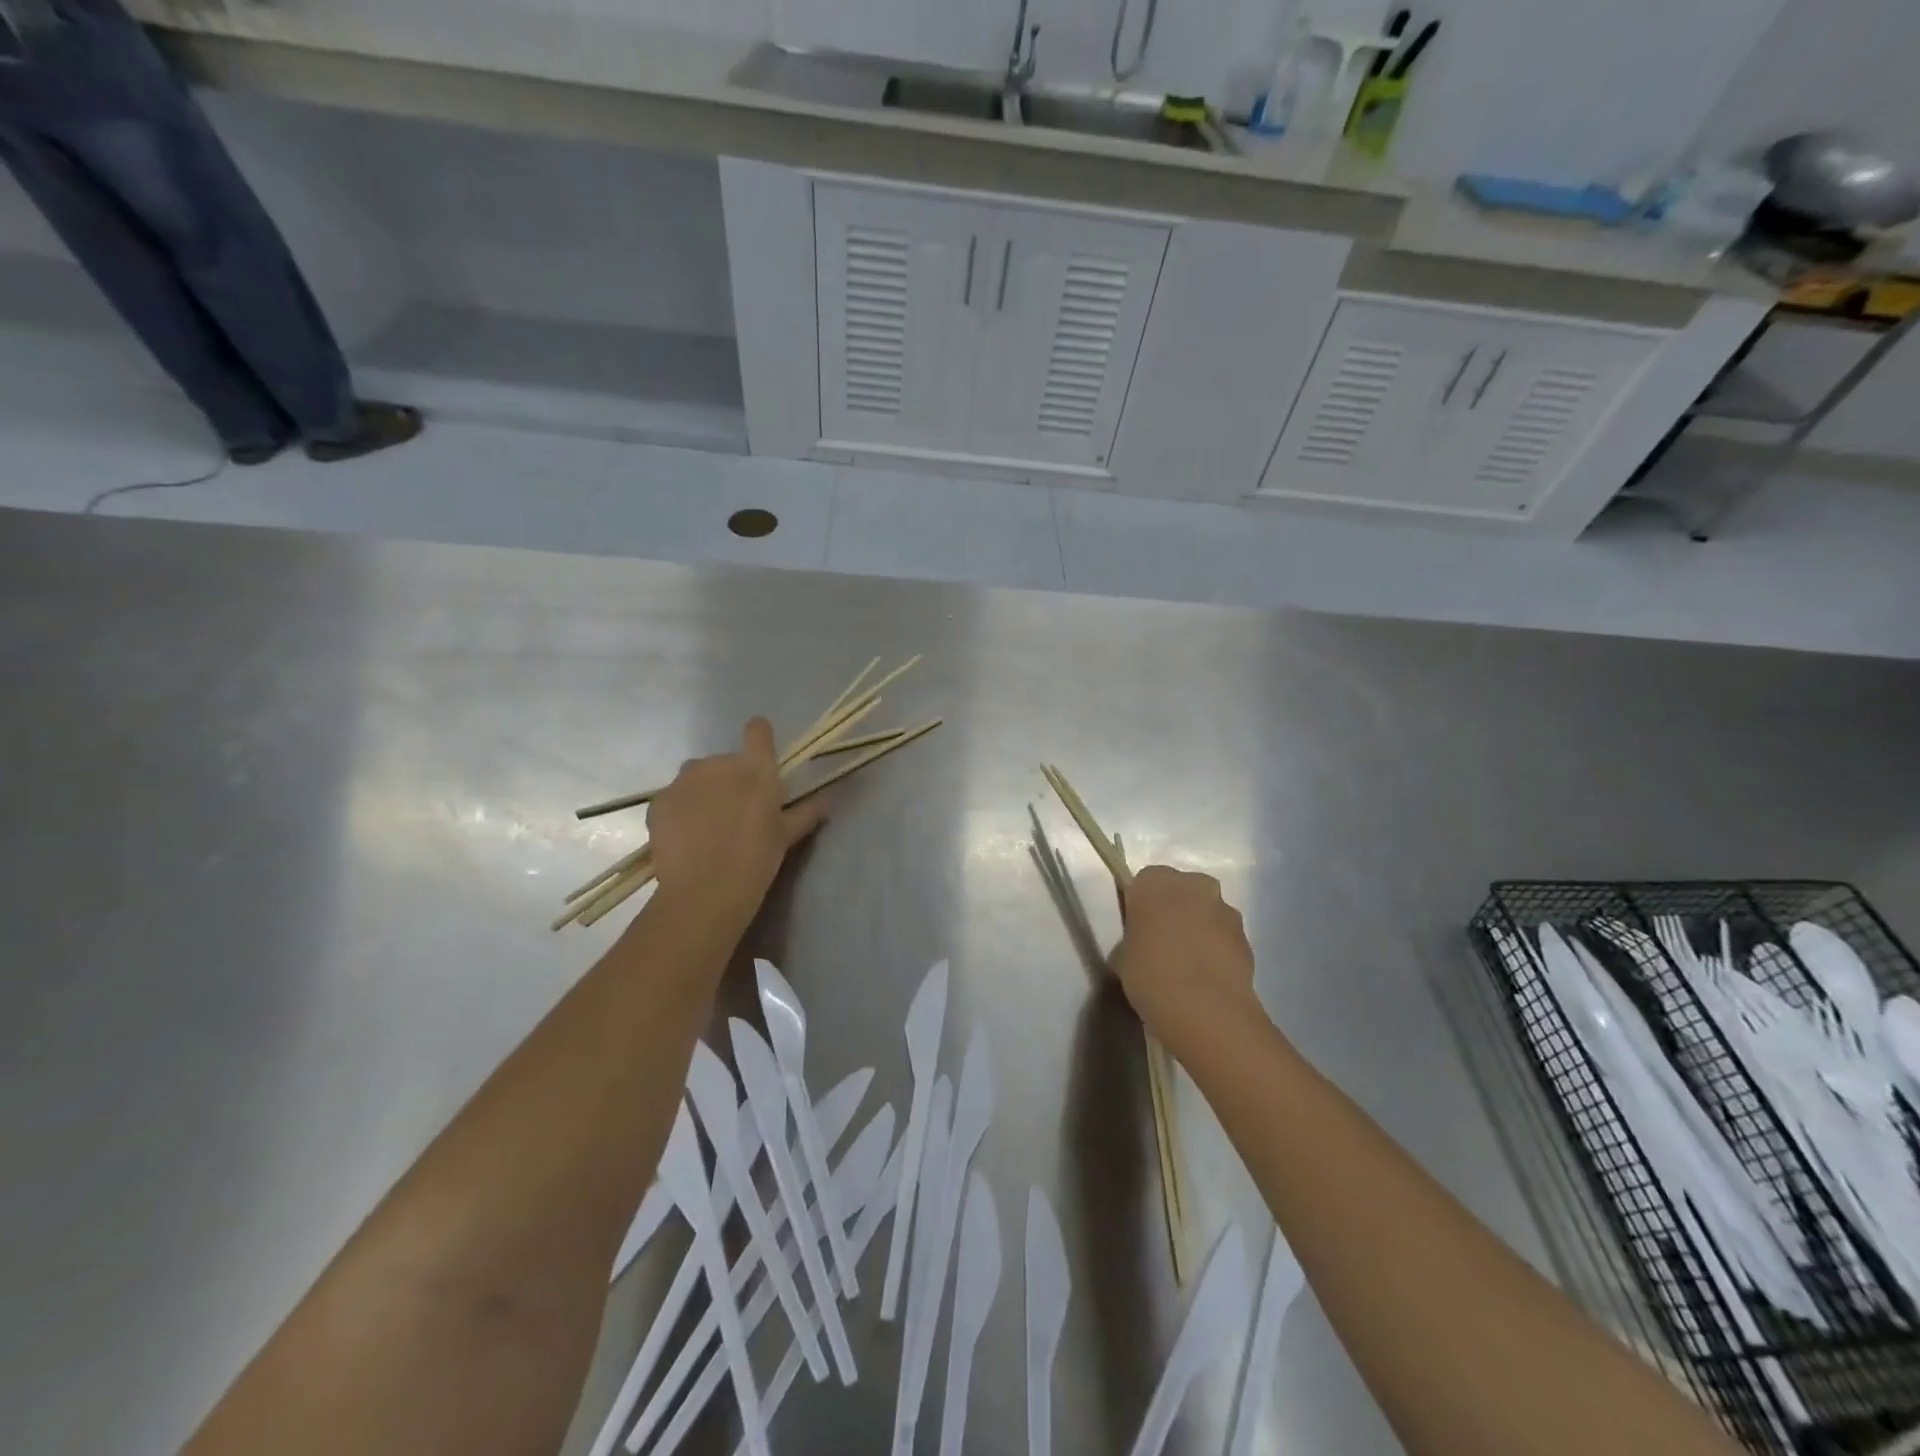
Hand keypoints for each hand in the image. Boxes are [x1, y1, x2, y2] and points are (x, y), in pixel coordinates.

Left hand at [645, 717, 826, 920]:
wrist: (705, 890)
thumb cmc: (756, 858)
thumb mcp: (787, 836)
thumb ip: (806, 812)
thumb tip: (826, 801)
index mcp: (755, 767)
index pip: (758, 730)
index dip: (759, 739)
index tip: (761, 757)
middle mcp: (718, 763)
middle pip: (725, 761)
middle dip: (730, 780)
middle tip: (736, 814)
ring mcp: (684, 780)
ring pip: (696, 778)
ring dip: (703, 793)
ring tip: (708, 829)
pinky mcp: (659, 800)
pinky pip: (674, 798)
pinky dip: (681, 811)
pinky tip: (687, 839)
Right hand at [1112, 866, 1259, 1048]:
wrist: (1204, 1009)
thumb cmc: (1150, 974)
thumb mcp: (1122, 957)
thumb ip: (1133, 941)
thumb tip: (1141, 948)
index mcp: (1155, 882)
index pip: (1145, 882)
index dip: (1142, 905)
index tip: (1138, 929)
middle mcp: (1193, 885)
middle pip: (1182, 890)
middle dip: (1175, 910)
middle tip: (1162, 943)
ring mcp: (1225, 909)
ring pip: (1207, 912)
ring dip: (1200, 929)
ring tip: (1188, 966)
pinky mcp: (1247, 937)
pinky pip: (1225, 937)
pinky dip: (1218, 950)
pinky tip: (1207, 979)